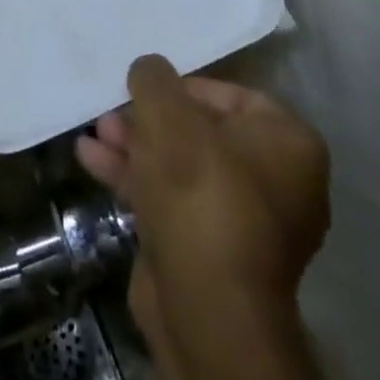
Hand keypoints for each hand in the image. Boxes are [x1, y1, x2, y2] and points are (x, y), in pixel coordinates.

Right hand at [78, 56, 330, 379]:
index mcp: (289, 146)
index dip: (184, 85)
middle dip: (150, 118)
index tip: (147, 86)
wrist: (205, 310)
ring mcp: (243, 223)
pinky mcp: (208, 252)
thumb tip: (148, 69)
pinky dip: (133, 178)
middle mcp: (277, 183)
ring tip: (95, 130)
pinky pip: (170, 200)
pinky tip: (90, 159)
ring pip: (181, 166)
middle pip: (202, 132)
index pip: (234, 95)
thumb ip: (154, 79)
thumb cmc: (199, 192)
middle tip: (113, 108)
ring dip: (135, 146)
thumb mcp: (168, 114)